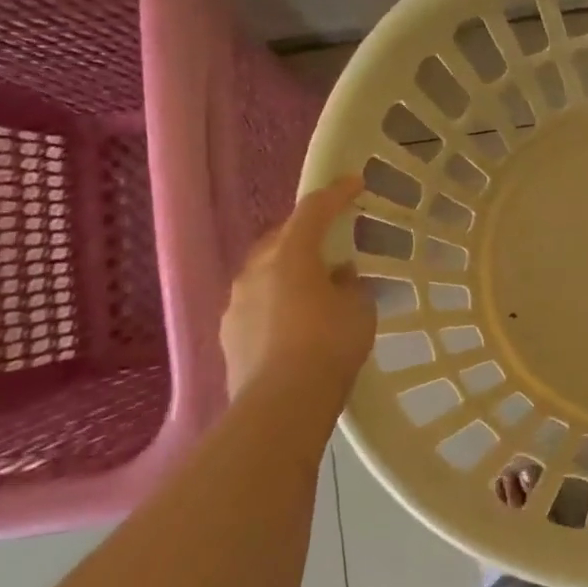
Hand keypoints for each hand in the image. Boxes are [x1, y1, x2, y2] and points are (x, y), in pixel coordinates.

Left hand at [221, 177, 376, 400]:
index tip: (355, 182)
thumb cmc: (329, 344)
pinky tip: (295, 321)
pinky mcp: (228, 334)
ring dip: (290, 270)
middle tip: (332, 239)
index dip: (337, 193)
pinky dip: (277, 300)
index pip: (314, 210)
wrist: (282, 404)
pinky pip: (257, 302)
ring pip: (266, 271)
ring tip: (315, 285)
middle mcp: (256, 270)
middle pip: (283, 238)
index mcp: (291, 255)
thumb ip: (350, 285)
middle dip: (307, 233)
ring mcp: (236, 302)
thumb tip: (339, 276)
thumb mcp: (359, 309)